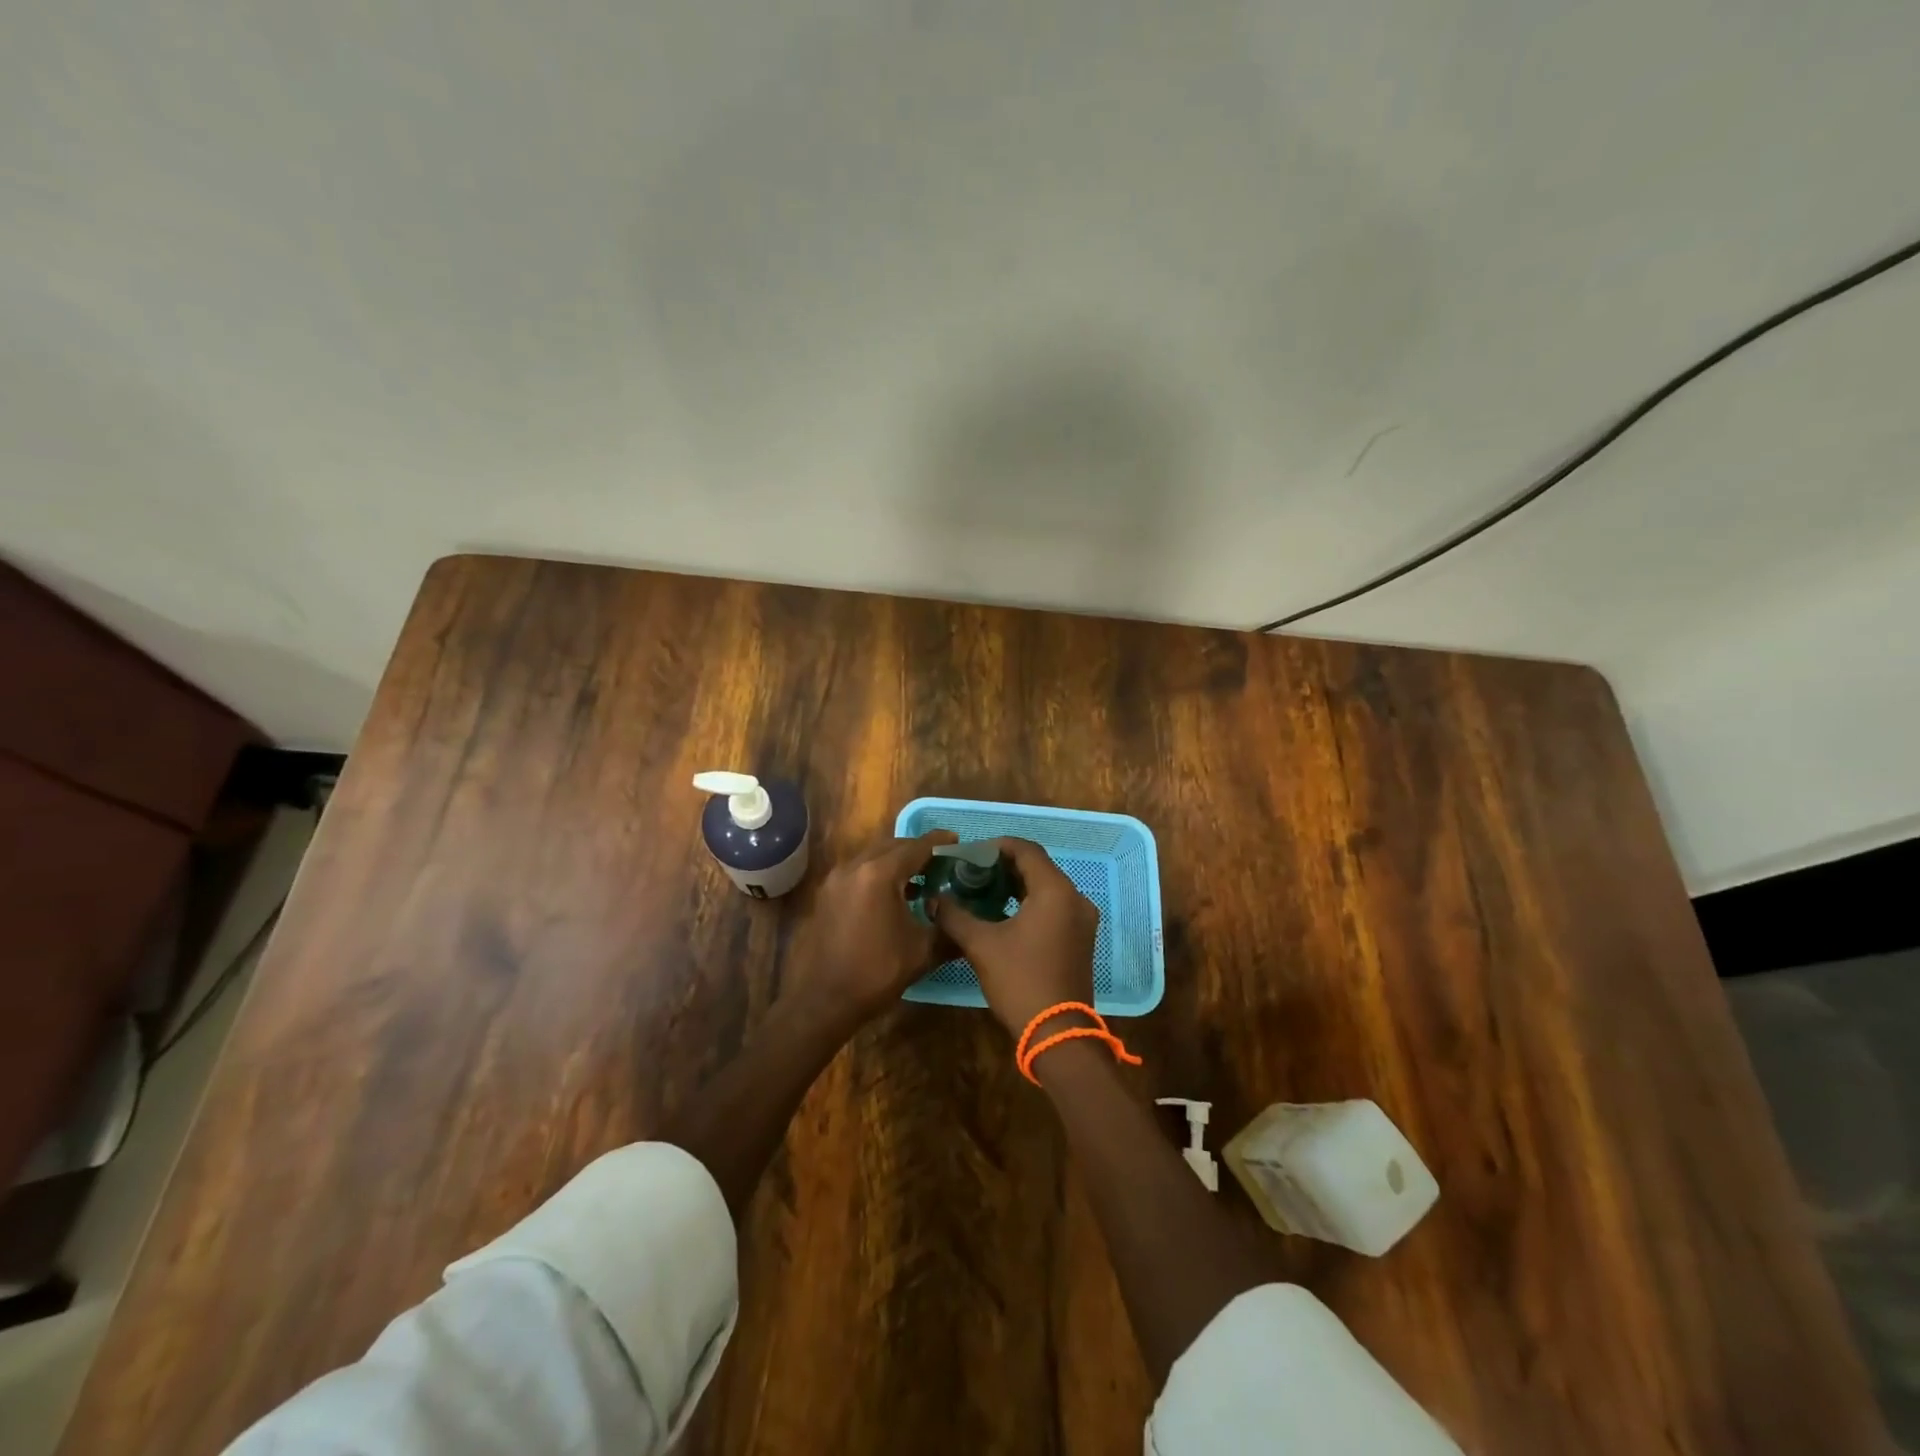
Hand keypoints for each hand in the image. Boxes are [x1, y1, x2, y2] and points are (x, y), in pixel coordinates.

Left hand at [784, 831, 957, 1030]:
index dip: (939, 842)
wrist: (821, 1002)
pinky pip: (857, 872)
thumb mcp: (921, 952)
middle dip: (917, 850)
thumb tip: (963, 919)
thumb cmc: (875, 974)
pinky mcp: (826, 895)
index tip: (957, 839)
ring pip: (872, 856)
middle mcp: (854, 867)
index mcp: (879, 874)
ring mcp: (835, 880)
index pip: (915, 847)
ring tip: (919, 878)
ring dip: (895, 861)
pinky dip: (877, 873)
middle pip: (892, 846)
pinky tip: (891, 896)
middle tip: (941, 862)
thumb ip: (947, 928)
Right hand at [931, 838, 1096, 1038]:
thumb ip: (955, 915)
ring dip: (1017, 885)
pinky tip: (1004, 914)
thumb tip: (934, 899)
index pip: (1026, 850)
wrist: (1057, 1033)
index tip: (970, 854)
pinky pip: (1055, 906)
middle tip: (972, 872)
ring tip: (984, 891)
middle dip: (1005, 866)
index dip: (997, 846)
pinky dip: (1031, 902)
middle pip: (1038, 867)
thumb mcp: (981, 945)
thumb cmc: (1020, 980)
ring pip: (1047, 887)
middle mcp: (1075, 898)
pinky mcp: (1081, 938)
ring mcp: (1082, 920)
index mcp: (1055, 891)